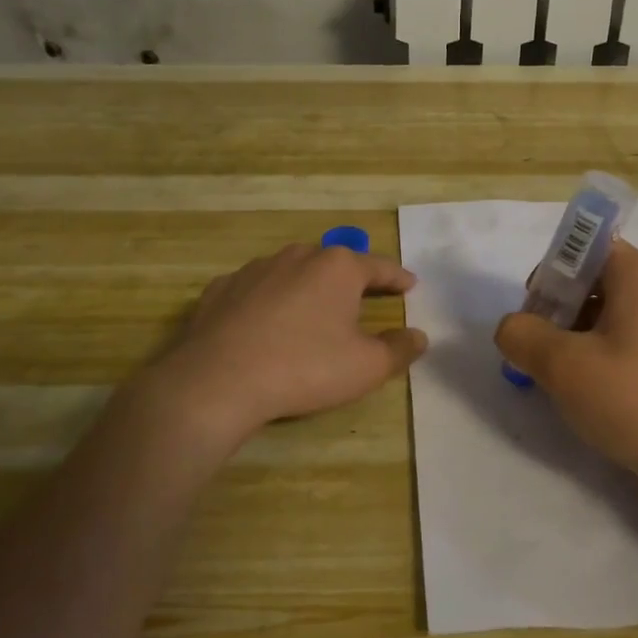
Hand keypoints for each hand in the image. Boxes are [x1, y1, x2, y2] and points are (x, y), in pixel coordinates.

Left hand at [142, 244, 427, 448]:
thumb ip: (399, 349)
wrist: (217, 381)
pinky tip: (266, 323)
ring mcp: (254, 269)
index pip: (380, 267)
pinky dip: (268, 301)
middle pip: (335, 263)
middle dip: (352, 279)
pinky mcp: (220, 289)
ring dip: (307, 287)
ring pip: (292, 272)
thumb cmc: (305, 368)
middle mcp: (297, 256)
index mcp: (338, 268)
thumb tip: (419, 336)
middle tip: (364, 298)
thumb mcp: (366, 367)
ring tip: (313, 311)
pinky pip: (256, 290)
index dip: (398, 278)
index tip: (410, 285)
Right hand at [495, 240, 637, 481]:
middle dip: (559, 303)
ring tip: (561, 370)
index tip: (537, 308)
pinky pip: (628, 331)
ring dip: (576, 328)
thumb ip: (522, 334)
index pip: (588, 244)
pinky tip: (590, 383)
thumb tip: (513, 327)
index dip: (554, 268)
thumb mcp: (561, 365)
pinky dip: (601, 346)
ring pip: (610, 306)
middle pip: (596, 275)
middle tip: (541, 344)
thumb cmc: (630, 400)